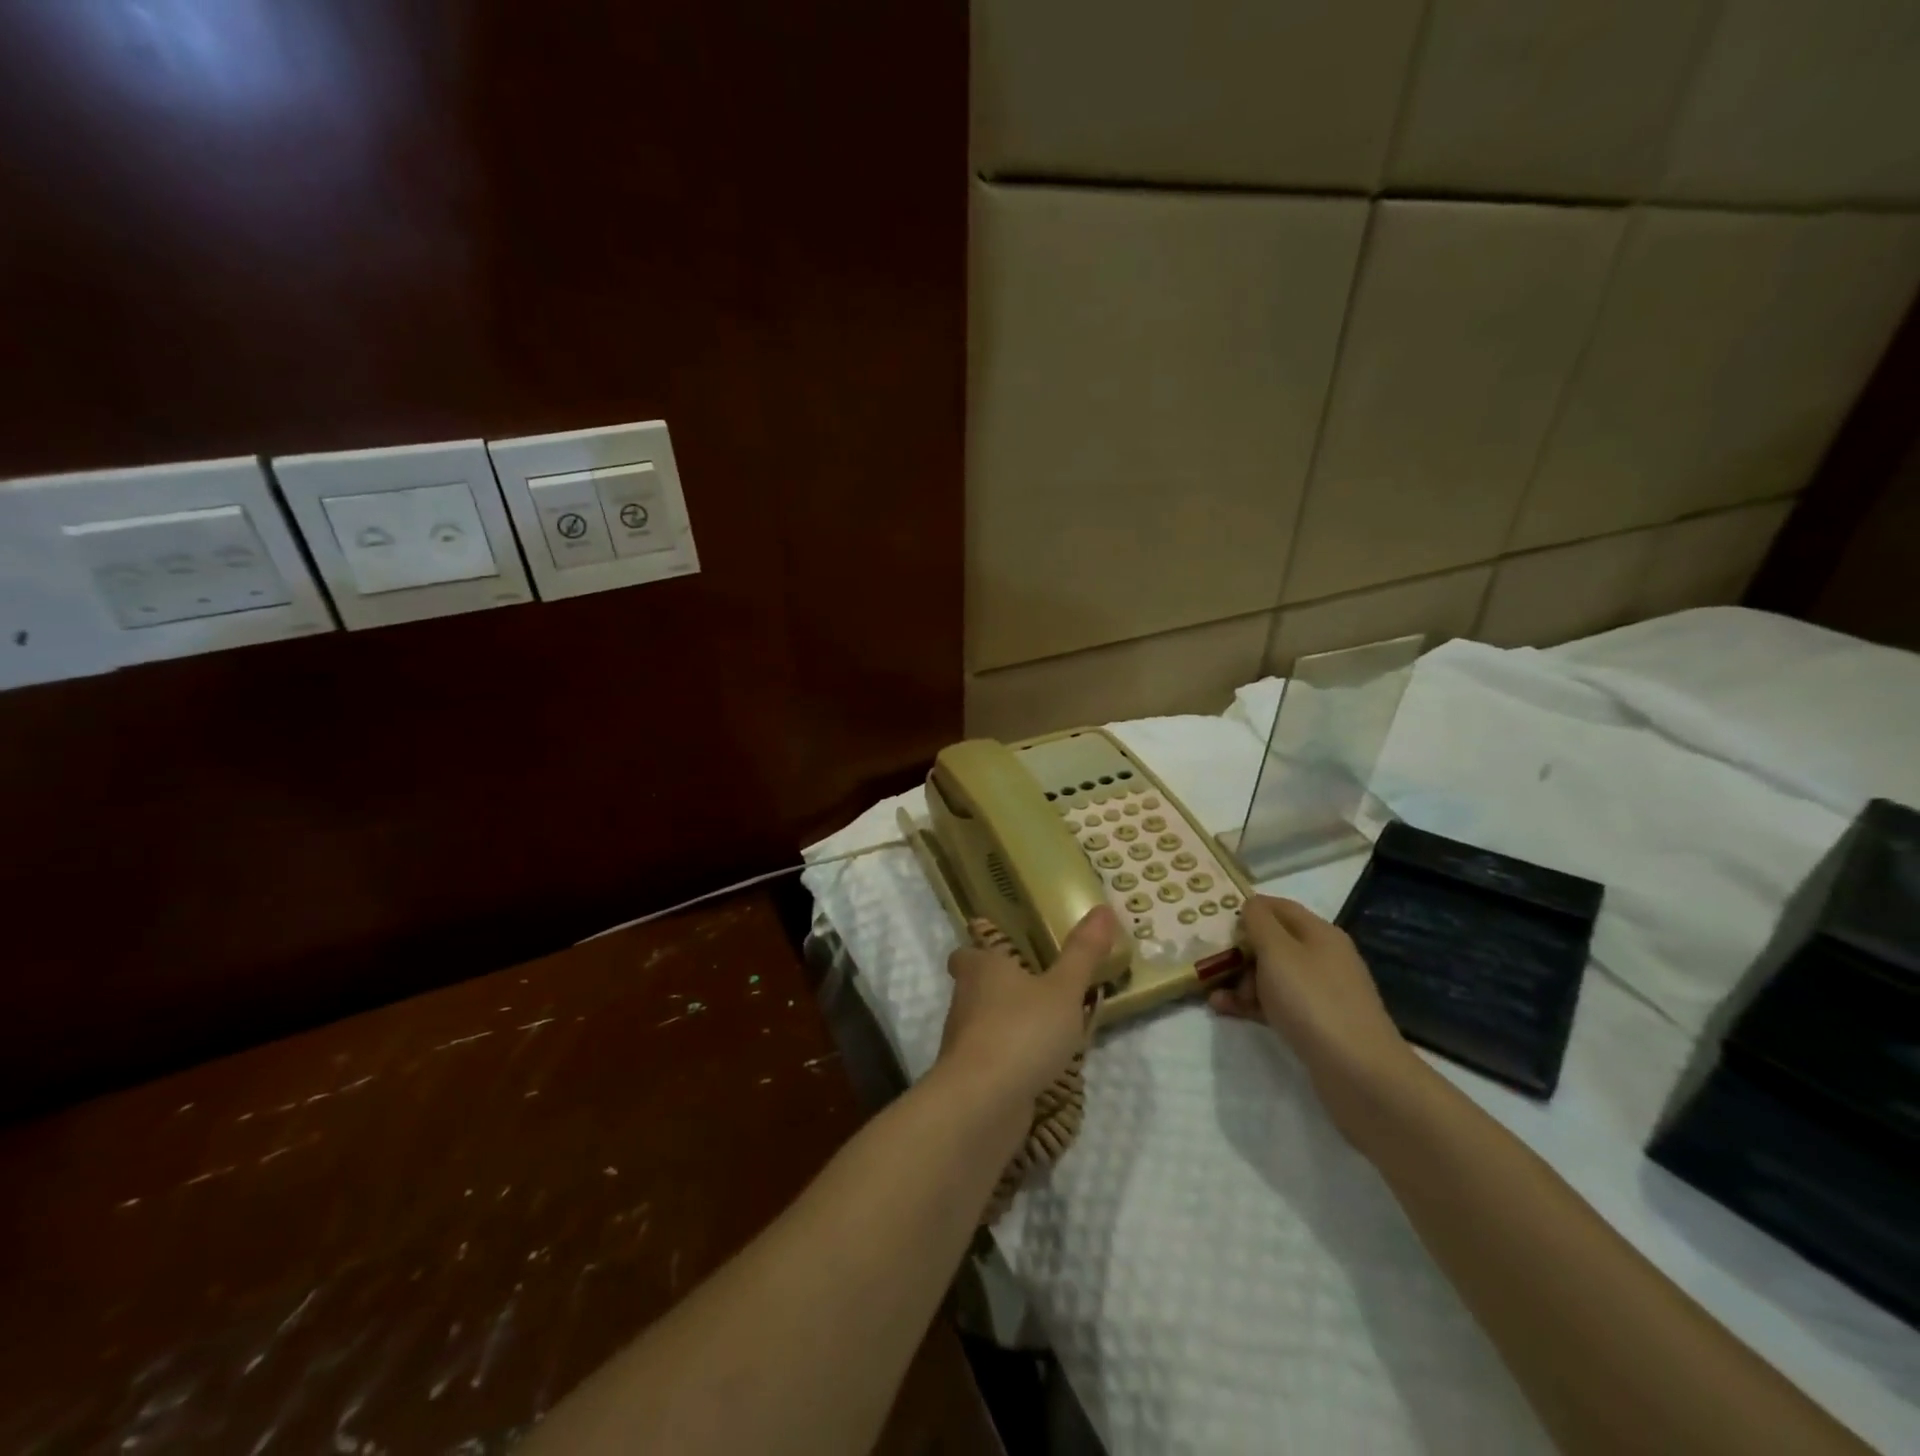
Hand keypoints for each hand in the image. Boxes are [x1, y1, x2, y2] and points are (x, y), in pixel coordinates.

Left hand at [935, 906, 1116, 1108]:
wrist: (982, 1102)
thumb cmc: (1022, 1030)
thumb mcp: (1063, 989)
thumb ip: (1083, 953)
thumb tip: (1102, 908)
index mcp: (981, 969)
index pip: (967, 952)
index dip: (981, 951)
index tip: (1005, 954)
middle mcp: (964, 1000)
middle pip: (974, 988)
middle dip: (1000, 990)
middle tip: (1037, 992)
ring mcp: (963, 1042)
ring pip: (983, 1024)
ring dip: (1007, 1026)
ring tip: (1046, 1031)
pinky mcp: (969, 1078)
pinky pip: (991, 1060)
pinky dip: (1009, 1061)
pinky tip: (1037, 1070)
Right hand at [1209, 896, 1425, 1148]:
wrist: (1359, 1072)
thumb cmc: (1312, 1000)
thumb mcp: (1278, 951)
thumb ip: (1259, 922)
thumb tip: (1250, 904)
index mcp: (1319, 933)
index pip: (1278, 907)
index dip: (1247, 909)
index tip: (1215, 921)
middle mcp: (1323, 957)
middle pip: (1273, 942)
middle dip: (1240, 950)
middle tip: (1212, 962)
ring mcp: (1322, 992)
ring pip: (1273, 976)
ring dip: (1241, 981)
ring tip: (1215, 995)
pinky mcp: (1317, 1023)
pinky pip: (1278, 1003)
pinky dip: (1253, 1004)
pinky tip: (1227, 1010)